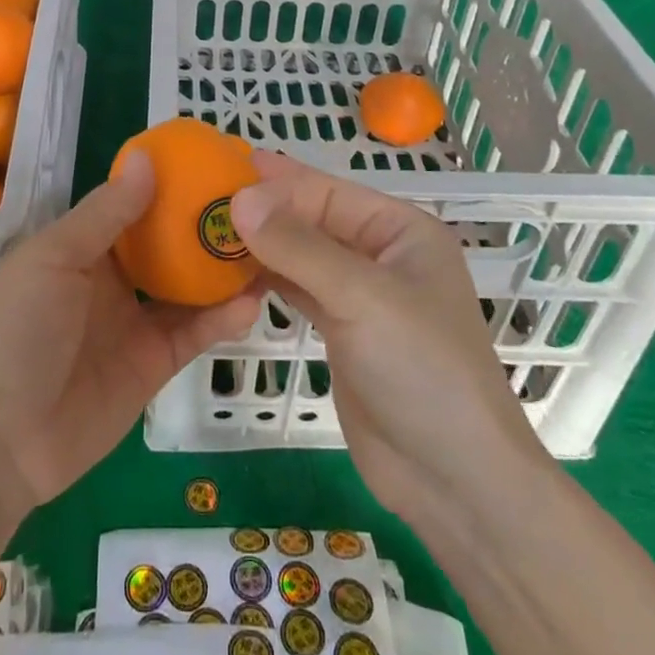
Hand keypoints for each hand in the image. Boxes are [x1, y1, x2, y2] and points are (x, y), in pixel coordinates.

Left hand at [0, 153, 262, 515]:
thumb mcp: (54, 260)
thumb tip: (148, 159)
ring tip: (268, 246)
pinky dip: (224, 318)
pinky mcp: (157, 363)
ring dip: (224, 269)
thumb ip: (104, 214)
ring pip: (190, 286)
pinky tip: (252, 301)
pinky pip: (196, 332)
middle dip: (206, 224)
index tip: (213, 162)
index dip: (170, 184)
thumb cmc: (17, 330)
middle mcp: (115, 278)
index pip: (135, 204)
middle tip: (254, 203)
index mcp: (85, 246)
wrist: (1, 440)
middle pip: (169, 243)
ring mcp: (138, 320)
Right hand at [231, 152, 551, 534]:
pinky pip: (297, 289)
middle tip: (199, 199)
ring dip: (259, 244)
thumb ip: (298, 245)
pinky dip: (265, 279)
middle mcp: (380, 254)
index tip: (218, 171)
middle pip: (312, 219)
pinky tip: (229, 272)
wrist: (454, 482)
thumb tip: (240, 197)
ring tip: (204, 230)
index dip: (275, 181)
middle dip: (262, 210)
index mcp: (400, 230)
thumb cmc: (421, 370)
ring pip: (300, 254)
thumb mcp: (361, 297)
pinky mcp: (341, 331)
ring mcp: (360, 295)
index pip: (327, 191)